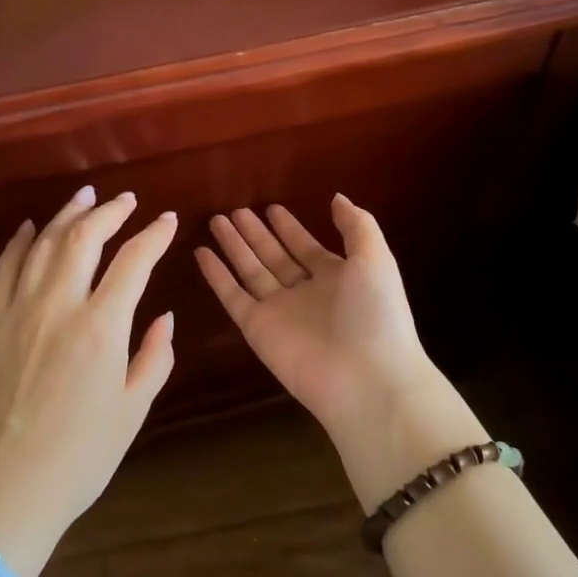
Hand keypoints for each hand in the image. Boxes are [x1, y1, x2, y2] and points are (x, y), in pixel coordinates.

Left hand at [0, 185, 176, 576]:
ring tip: (84, 197)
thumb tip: (163, 317)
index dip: (154, 236)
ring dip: (66, 216)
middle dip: (109, 212)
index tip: (168, 221)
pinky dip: (18, 243)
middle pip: (84, 238)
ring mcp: (17, 312)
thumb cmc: (82, 456)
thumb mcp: (134, 409)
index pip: (133, 262)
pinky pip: (4, 270)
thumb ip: (155, 356)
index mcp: (101, 328)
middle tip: (125, 200)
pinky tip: (29, 228)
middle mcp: (58, 307)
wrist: (7, 488)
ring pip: (42, 245)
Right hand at [193, 196, 434, 436]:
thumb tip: (336, 198)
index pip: (306, 247)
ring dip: (234, 246)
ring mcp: (279, 310)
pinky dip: (216, 275)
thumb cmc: (375, 314)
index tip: (271, 207)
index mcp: (336, 277)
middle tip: (234, 210)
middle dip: (256, 233)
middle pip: (274, 256)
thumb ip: (357, 226)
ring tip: (216, 220)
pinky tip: (201, 252)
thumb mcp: (375, 259)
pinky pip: (232, 296)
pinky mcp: (256, 328)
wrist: (366, 379)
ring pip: (250, 271)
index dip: (290, 228)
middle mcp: (306, 292)